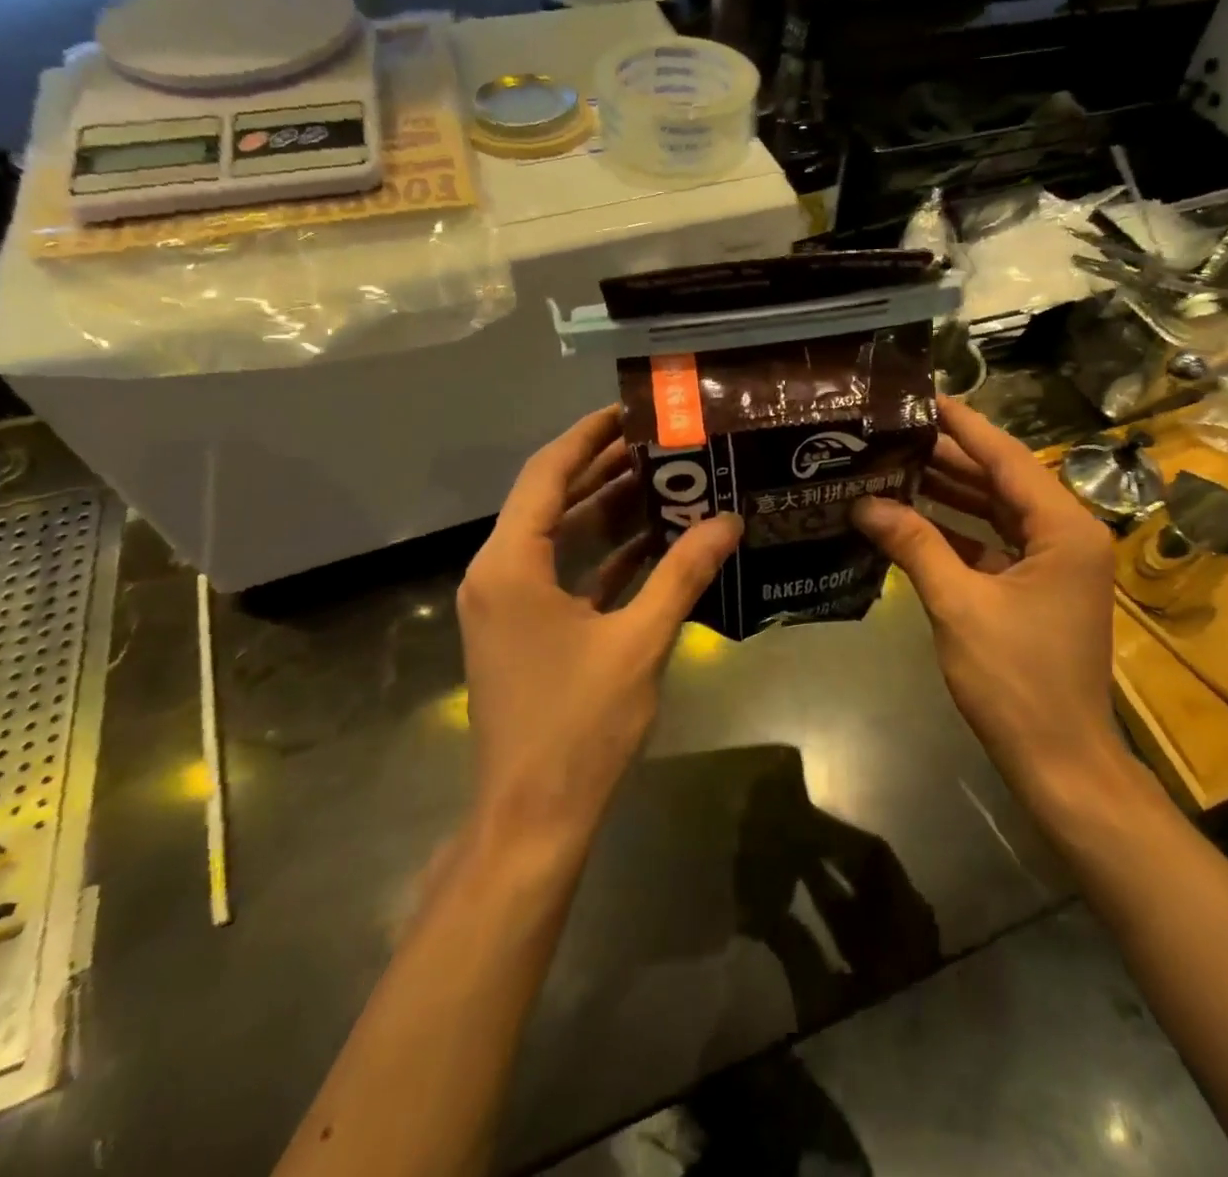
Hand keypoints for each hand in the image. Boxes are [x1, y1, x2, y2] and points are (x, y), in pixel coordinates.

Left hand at [458, 406, 742, 845]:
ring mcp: (510, 605)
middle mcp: (499, 574)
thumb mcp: (638, 641)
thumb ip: (683, 574)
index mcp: (511, 565)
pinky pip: (565, 574)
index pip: (546, 474)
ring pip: (560, 538)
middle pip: (552, 500)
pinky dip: (603, 556)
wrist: (533, 816)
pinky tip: (652, 543)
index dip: (587, 436)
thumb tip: (728, 520)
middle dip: (605, 469)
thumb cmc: (578, 724)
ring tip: (666, 482)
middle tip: (661, 443)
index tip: (630, 410)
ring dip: (608, 512)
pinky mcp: (526, 631)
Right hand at [853, 398, 1125, 822]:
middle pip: (1001, 481)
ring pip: (996, 513)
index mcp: (1064, 528)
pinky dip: (956, 532)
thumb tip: (864, 504)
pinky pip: (993, 545)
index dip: (964, 426)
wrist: (1059, 760)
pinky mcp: (1036, 589)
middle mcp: (1067, 535)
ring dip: (949, 494)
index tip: (924, 397)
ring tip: (895, 465)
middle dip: (949, 458)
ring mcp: (1054, 564)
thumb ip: (914, 545)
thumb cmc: (1016, 679)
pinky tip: (912, 519)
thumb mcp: (959, 605)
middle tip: (894, 432)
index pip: (1007, 458)